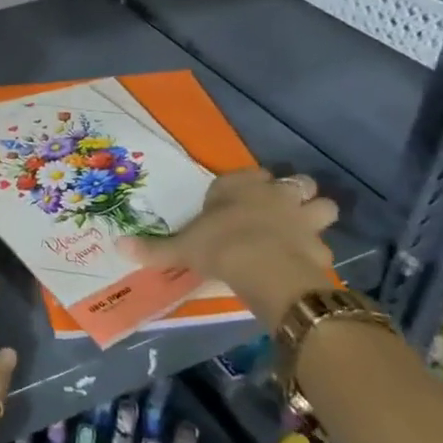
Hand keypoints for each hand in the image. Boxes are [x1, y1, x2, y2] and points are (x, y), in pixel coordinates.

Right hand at [122, 168, 338, 329]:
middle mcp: (276, 194)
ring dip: (315, 216)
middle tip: (281, 210)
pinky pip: (323, 245)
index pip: (250, 175)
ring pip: (324, 206)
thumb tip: (118, 246)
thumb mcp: (181, 248)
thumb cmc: (218, 245)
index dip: (248, 185)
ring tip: (301, 232)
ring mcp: (303, 218)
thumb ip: (154, 248)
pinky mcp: (320, 246)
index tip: (238, 200)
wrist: (263, 267)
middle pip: (296, 182)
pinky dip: (316, 253)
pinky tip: (304, 264)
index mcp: (241, 186)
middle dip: (293, 193)